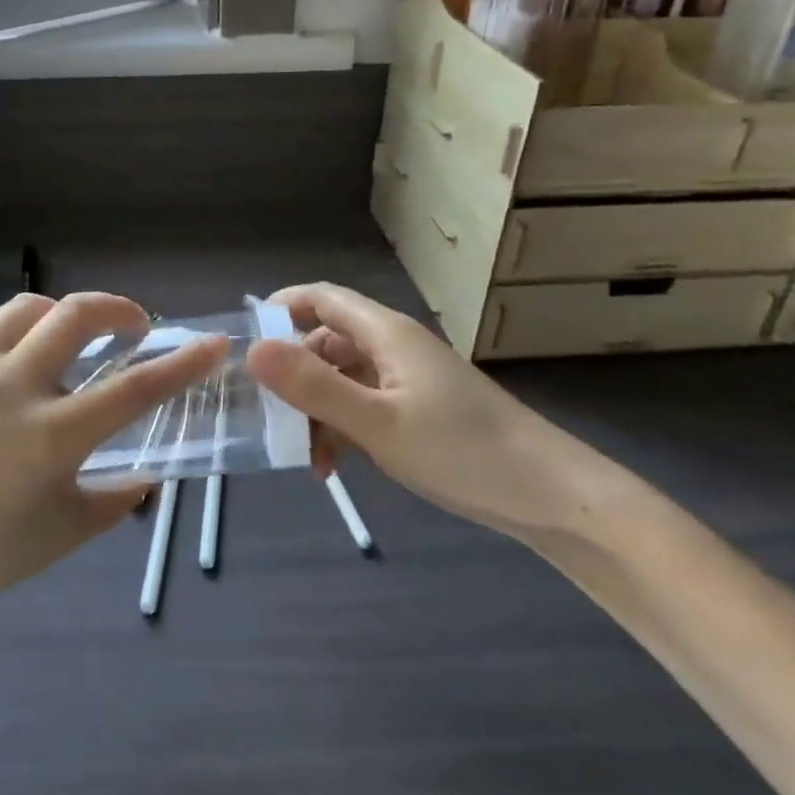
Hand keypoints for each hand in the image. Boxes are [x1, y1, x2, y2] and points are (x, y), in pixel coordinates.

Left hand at [0, 293, 225, 631]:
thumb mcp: (65, 533)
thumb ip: (116, 499)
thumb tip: (149, 475)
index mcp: (51, 435)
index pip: (134, 388)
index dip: (182, 363)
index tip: (214, 344)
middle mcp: (13, 386)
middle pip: (77, 315)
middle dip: (119, 308)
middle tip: (134, 325)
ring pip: (29, 306)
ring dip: (63, 313)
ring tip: (71, 336)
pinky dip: (16, 324)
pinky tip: (18, 349)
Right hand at [247, 282, 606, 538]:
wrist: (550, 496)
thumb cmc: (462, 450)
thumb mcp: (377, 422)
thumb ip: (314, 386)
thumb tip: (252, 349)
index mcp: (385, 333)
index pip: (321, 298)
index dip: (280, 308)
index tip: (244, 340)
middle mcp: (394, 347)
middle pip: (327, 341)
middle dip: (293, 374)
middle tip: (266, 416)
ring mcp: (408, 380)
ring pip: (343, 379)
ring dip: (316, 409)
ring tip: (302, 456)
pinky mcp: (419, 411)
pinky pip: (364, 405)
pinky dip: (342, 427)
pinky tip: (333, 465)